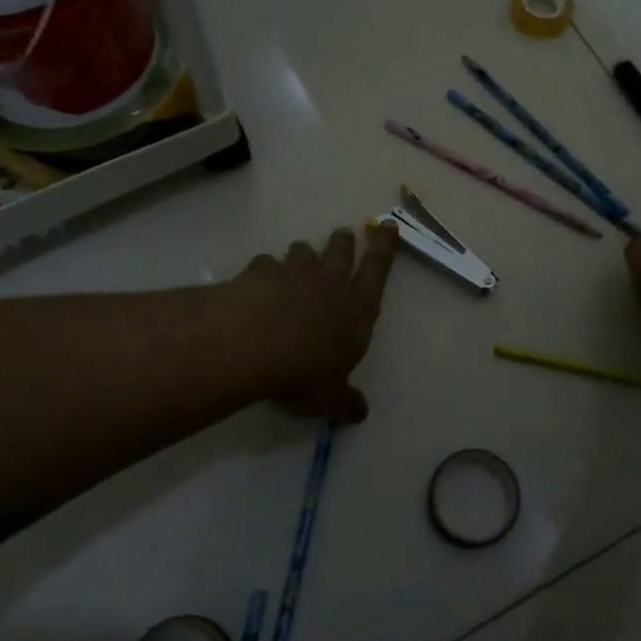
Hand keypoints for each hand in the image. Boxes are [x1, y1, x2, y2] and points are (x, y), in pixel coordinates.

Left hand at [232, 223, 398, 423]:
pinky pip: (266, 263)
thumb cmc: (304, 371)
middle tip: (344, 234)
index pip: (379, 268)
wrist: (252, 345)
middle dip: (344, 241)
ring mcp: (294, 272)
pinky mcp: (260, 272)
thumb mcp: (329, 397)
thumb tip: (360, 413)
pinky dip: (265, 270)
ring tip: (300, 258)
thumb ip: (345, 401)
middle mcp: (331, 281)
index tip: (388, 226)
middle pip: (341, 250)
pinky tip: (258, 281)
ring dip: (304, 254)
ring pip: (303, 251)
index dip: (385, 246)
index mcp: (358, 307)